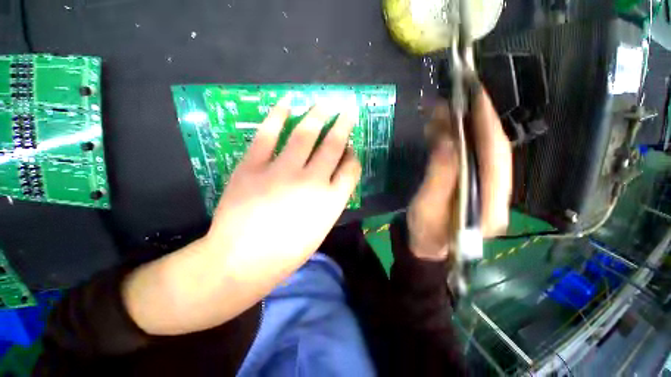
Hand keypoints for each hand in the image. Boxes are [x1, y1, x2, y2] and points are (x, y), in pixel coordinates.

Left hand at [123, 97, 360, 334]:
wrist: (241, 262)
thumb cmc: (286, 252)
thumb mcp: (320, 228)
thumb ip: (331, 200)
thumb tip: (334, 175)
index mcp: (331, 201)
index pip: (351, 169)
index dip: (353, 156)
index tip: (351, 149)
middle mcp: (312, 181)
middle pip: (334, 145)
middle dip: (343, 125)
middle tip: (347, 109)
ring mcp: (282, 171)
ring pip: (306, 134)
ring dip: (317, 114)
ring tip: (324, 102)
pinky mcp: (253, 166)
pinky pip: (268, 135)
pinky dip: (278, 115)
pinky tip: (287, 103)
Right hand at [407, 91, 511, 260]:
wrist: (427, 245)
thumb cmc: (425, 231)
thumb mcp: (427, 207)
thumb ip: (440, 176)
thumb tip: (448, 140)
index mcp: (491, 205)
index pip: (496, 157)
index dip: (487, 124)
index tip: (476, 95)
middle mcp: (498, 194)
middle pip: (494, 149)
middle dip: (479, 120)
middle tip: (460, 96)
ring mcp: (488, 189)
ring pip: (483, 150)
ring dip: (466, 128)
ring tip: (446, 110)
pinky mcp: (475, 184)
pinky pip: (471, 156)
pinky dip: (459, 139)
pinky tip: (445, 129)